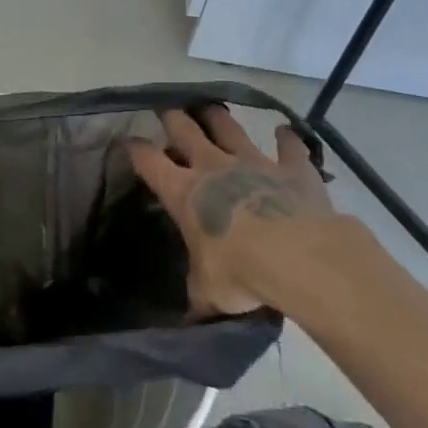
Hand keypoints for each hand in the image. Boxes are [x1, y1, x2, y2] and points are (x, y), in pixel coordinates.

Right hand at [128, 107, 337, 314]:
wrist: (299, 257)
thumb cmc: (240, 274)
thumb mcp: (208, 293)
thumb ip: (199, 295)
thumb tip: (193, 319)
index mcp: (183, 192)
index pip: (148, 161)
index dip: (135, 149)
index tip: (128, 142)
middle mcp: (213, 167)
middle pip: (185, 130)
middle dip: (173, 119)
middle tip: (168, 112)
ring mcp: (254, 162)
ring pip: (228, 127)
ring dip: (218, 117)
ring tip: (210, 108)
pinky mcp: (292, 168)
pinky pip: (289, 147)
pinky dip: (286, 139)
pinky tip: (285, 132)